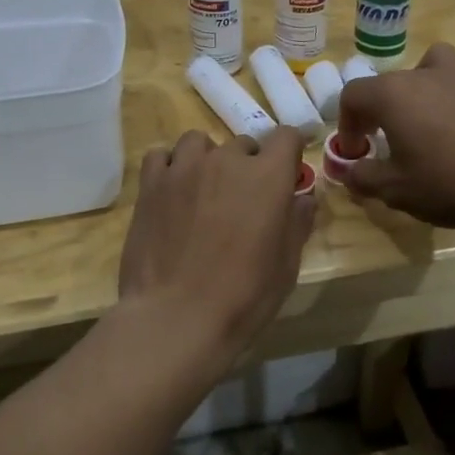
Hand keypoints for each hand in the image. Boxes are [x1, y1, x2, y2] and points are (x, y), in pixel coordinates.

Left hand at [118, 127, 315, 352]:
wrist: (176, 318)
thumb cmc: (243, 296)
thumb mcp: (286, 266)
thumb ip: (297, 224)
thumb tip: (303, 198)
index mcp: (268, 176)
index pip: (286, 136)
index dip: (289, 152)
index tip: (286, 173)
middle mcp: (227, 160)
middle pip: (243, 145)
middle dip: (248, 166)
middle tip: (243, 202)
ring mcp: (185, 168)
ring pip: (200, 143)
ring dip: (208, 160)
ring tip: (204, 191)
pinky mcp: (151, 184)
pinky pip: (162, 156)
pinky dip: (171, 167)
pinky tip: (172, 192)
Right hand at [335, 44, 454, 227]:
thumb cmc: (446, 179)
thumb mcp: (395, 189)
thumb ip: (365, 178)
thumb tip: (351, 173)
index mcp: (393, 94)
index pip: (354, 95)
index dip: (347, 123)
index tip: (356, 152)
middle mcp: (425, 77)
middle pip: (391, 81)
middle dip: (380, 109)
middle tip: (384, 142)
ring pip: (434, 67)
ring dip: (423, 89)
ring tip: (426, 122)